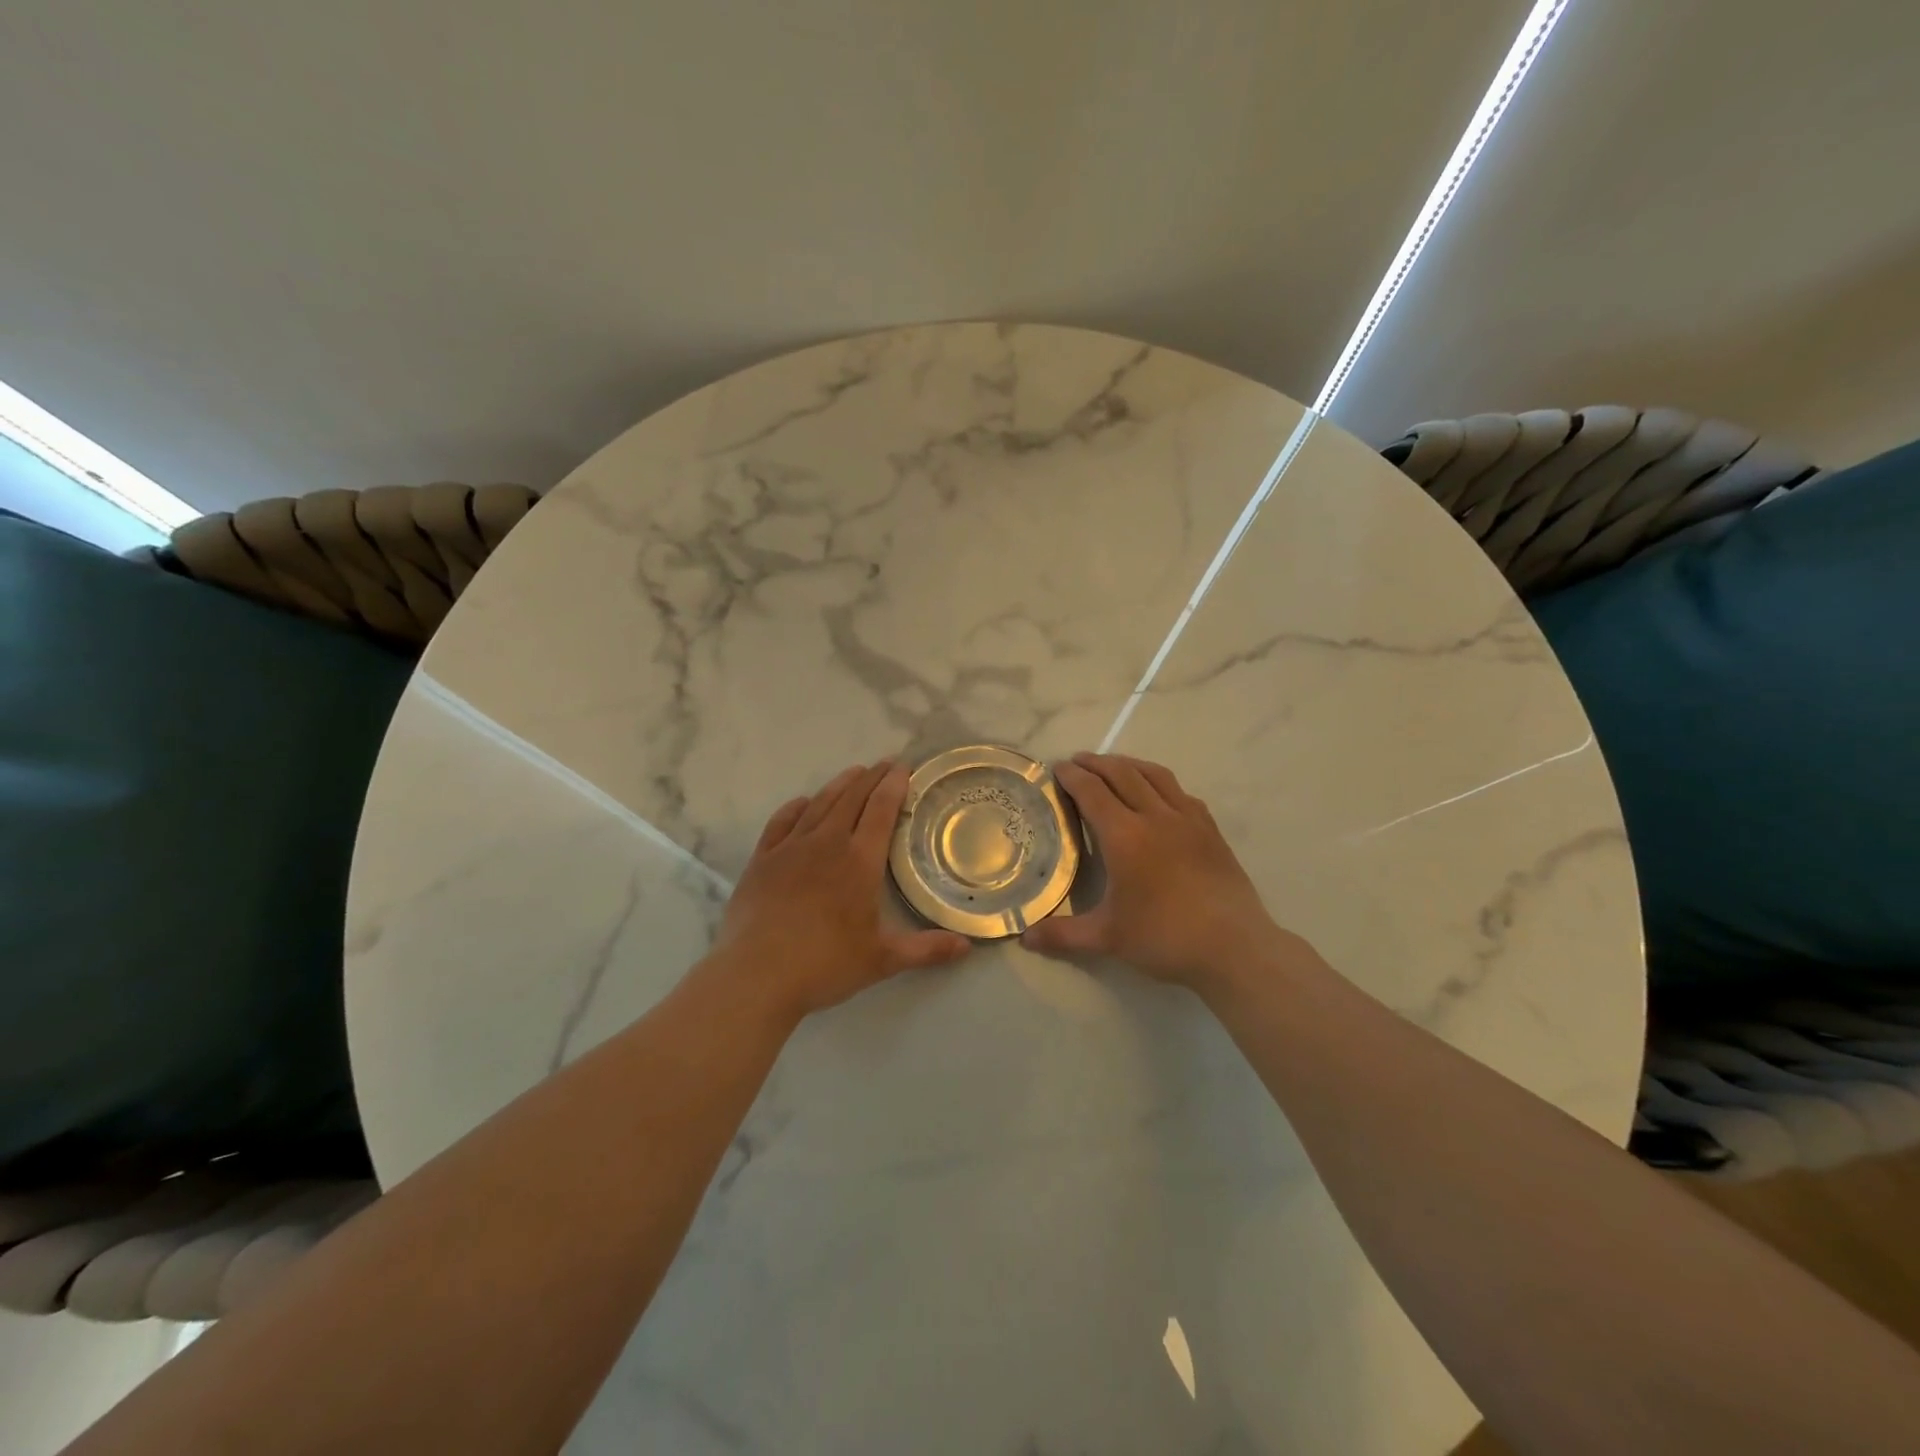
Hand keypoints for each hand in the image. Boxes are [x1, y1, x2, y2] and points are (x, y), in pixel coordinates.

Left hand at [710, 762, 970, 1021]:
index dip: (893, 786)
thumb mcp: (882, 960)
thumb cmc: (824, 964)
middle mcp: (826, 844)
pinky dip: (796, 807)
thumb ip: (926, 949)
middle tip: (884, 764)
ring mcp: (790, 848)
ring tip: (853, 773)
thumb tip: (968, 946)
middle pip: (852, 799)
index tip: (903, 769)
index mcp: (859, 861)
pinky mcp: (761, 860)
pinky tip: (803, 802)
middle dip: (871, 778)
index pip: (881, 811)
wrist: (756, 975)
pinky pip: (781, 822)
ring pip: (819, 804)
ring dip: (839, 785)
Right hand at [1022, 752, 1296, 991]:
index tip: (1058, 768)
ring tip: (1114, 764)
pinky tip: (1159, 792)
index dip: (1073, 776)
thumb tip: (1025, 938)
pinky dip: (1160, 782)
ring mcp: (1188, 820)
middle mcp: (1155, 817)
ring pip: (1154, 775)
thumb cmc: (1165, 938)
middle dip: (1097, 763)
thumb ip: (1063, 934)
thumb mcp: (1108, 939)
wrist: (1235, 947)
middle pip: (1122, 774)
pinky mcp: (1210, 830)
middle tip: (1078, 760)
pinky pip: (1181, 792)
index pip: (1092, 792)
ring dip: (1129, 764)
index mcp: (1125, 836)